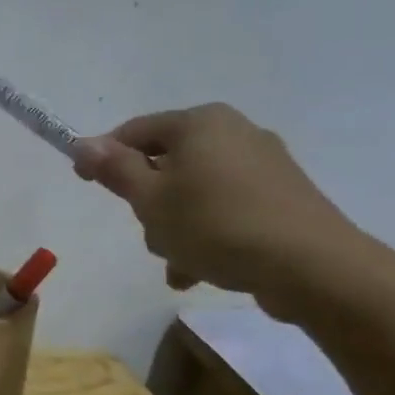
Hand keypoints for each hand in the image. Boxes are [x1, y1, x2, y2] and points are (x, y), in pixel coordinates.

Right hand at [72, 103, 362, 318]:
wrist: (311, 266)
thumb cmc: (216, 225)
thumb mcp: (151, 200)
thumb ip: (116, 169)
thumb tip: (85, 144)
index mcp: (200, 123)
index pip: (135, 131)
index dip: (103, 156)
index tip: (84, 183)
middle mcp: (234, 132)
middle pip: (167, 163)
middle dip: (149, 202)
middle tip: (148, 231)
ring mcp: (263, 165)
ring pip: (195, 192)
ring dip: (175, 226)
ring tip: (177, 263)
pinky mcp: (282, 196)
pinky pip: (225, 209)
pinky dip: (207, 233)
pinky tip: (199, 270)